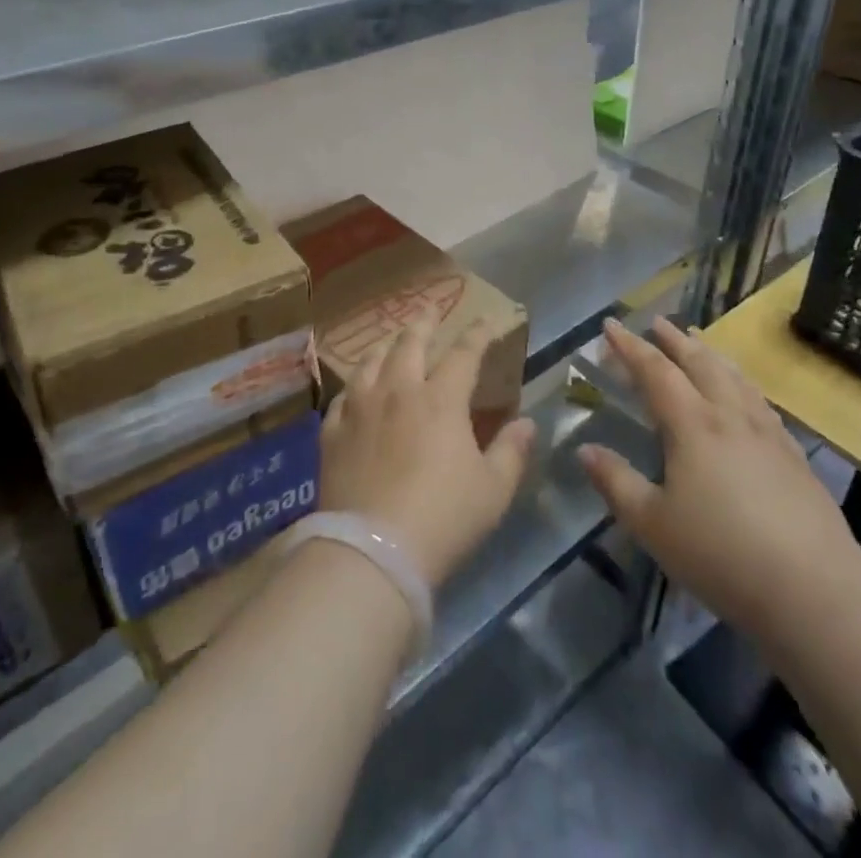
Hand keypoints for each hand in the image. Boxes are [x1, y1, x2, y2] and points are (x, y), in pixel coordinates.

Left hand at [320, 317, 535, 588]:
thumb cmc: (443, 518)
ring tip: (391, 342)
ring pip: (371, 362)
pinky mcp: (332, 432)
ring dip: (385, 346)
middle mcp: (399, 391)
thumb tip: (527, 422)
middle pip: (410, 343)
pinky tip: (355, 391)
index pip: (464, 353)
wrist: (373, 550)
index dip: (478, 334)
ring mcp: (360, 408)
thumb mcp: (493, 490)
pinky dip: (354, 387)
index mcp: (441, 399)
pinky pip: (342, 397)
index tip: (487, 320)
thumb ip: (511, 451)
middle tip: (429, 310)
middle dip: (424, 323)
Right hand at [578, 317, 860, 645]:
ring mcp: (767, 433)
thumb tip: (586, 450)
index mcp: (692, 425)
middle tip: (655, 321)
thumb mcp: (653, 524)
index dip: (630, 346)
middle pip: (699, 363)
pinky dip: (741, 382)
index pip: (655, 371)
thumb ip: (617, 482)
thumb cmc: (721, 554)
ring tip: (697, 340)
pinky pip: (760, 400)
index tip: (610, 324)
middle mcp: (730, 415)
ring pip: (734, 377)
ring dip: (710, 353)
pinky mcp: (793, 455)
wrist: (814, 590)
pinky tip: (744, 393)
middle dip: (673, 339)